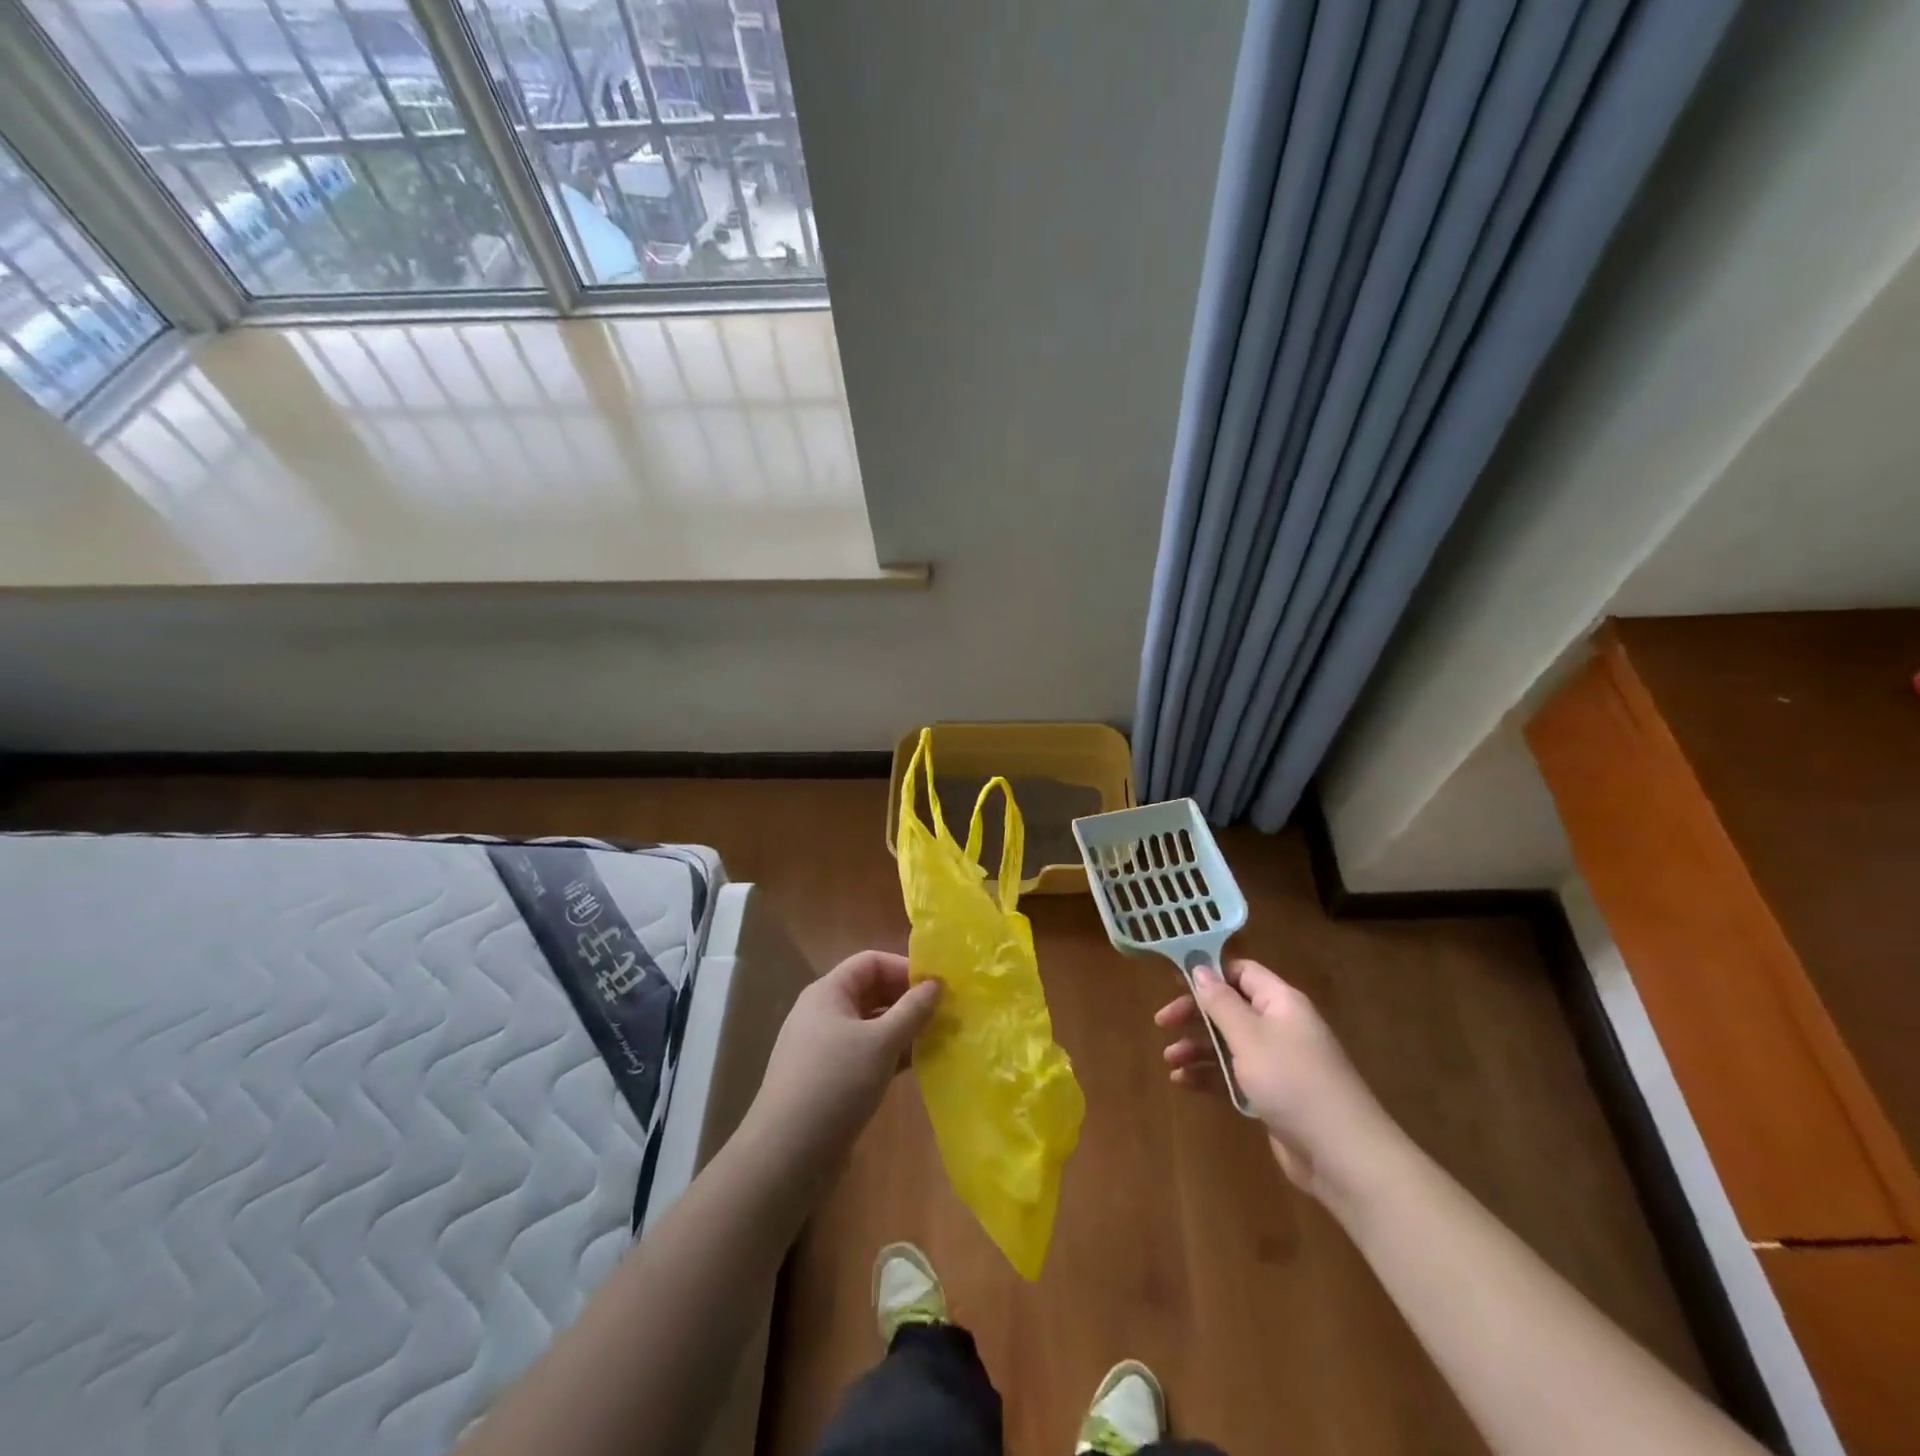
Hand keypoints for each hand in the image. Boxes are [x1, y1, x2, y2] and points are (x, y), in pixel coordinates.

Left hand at [746, 950, 940, 1167]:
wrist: (787, 1155)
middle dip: (907, 1000)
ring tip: (938, 1040)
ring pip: (870, 1025)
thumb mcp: (881, 1043)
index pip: (871, 962)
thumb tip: (937, 983)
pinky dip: (890, 1055)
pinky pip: (865, 1054)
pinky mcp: (828, 1079)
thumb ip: (912, 1011)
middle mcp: (823, 1013)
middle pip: (871, 991)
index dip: (904, 969)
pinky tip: (916, 1067)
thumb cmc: (835, 1084)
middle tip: (944, 1015)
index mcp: (828, 992)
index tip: (938, 988)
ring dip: (902, 1030)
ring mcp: (823, 1048)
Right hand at [1156, 958, 1399, 1201]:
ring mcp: (1278, 1062)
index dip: (1208, 973)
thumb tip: (1200, 968)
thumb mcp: (1249, 1036)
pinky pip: (1234, 1074)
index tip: (1174, 982)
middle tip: (1163, 1023)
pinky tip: (1184, 1082)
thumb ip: (1220, 1001)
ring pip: (1228, 1043)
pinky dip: (1210, 1074)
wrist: (1342, 1155)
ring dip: (1197, 1048)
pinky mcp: (1273, 1094)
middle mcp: (1280, 1025)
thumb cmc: (1292, 1081)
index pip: (1241, 972)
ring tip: (1170, 1060)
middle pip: (1230, 1007)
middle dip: (1195, 1014)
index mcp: (1280, 1002)